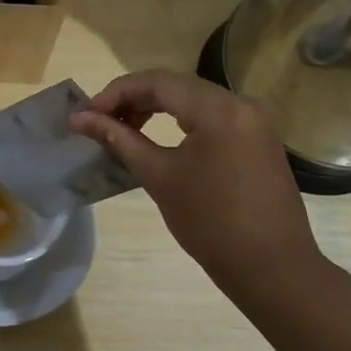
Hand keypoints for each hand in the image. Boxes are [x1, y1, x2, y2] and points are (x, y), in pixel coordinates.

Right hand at [69, 70, 326, 289]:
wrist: (271, 268)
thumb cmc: (210, 223)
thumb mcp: (158, 177)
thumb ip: (118, 139)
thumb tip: (79, 119)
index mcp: (219, 109)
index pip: (158, 82)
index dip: (117, 92)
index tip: (87, 114)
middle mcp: (241, 103)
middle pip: (176, 86)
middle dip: (134, 99)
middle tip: (100, 121)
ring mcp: (254, 121)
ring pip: (193, 99)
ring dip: (155, 108)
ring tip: (123, 130)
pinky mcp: (258, 138)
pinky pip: (211, 116)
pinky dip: (179, 121)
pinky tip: (157, 138)